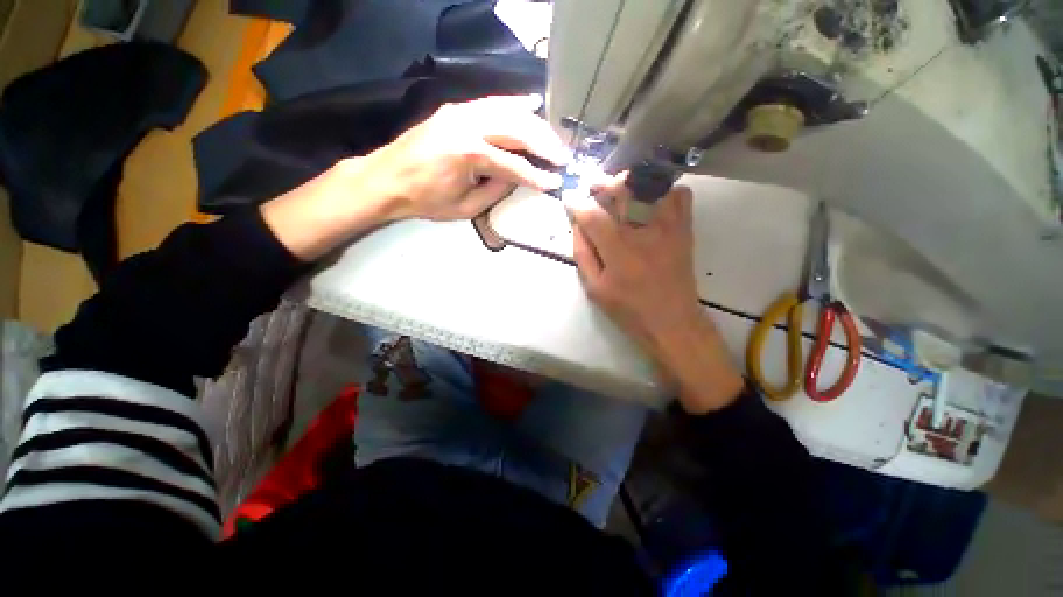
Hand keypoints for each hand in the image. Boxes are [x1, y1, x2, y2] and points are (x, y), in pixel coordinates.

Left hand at [365, 94, 569, 220]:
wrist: (388, 179)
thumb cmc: (427, 200)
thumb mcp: (466, 207)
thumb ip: (496, 191)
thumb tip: (517, 177)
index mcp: (469, 155)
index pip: (515, 165)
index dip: (538, 176)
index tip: (556, 182)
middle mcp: (468, 126)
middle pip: (517, 130)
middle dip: (544, 144)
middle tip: (563, 156)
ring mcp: (461, 112)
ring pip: (508, 111)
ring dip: (535, 124)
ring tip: (553, 138)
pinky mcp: (456, 109)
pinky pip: (492, 102)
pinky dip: (514, 104)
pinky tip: (532, 104)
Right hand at [567, 177, 744, 412]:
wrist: (672, 322)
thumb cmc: (628, 309)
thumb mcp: (595, 288)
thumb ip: (583, 254)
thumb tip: (577, 226)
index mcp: (618, 251)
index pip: (592, 215)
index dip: (577, 202)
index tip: (569, 197)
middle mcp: (644, 232)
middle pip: (623, 190)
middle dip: (603, 183)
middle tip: (593, 186)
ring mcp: (668, 228)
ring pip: (652, 185)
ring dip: (632, 183)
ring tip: (621, 191)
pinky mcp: (684, 229)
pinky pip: (680, 195)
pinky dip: (664, 191)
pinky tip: (651, 202)